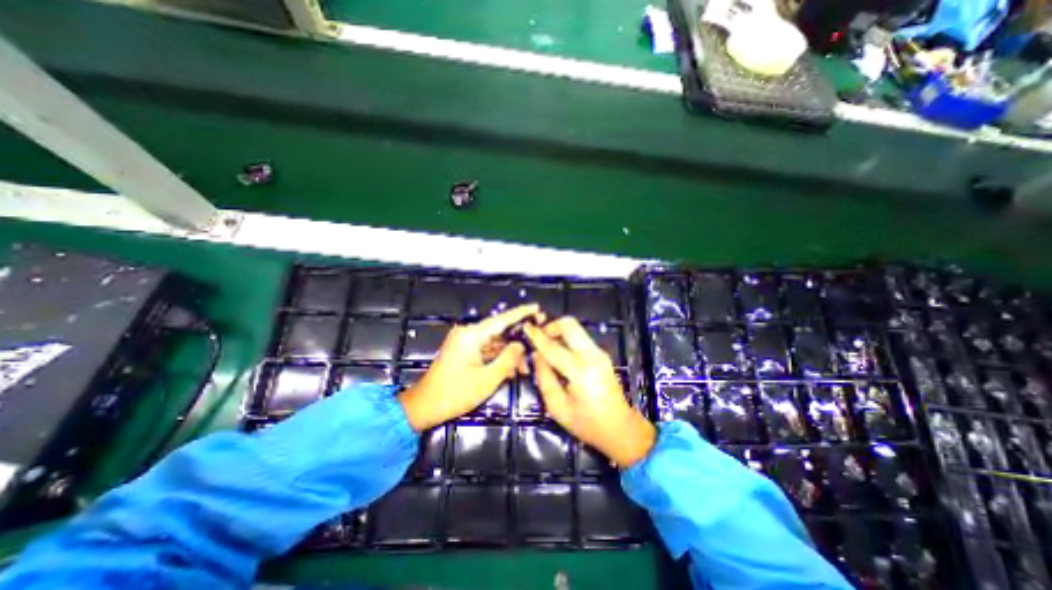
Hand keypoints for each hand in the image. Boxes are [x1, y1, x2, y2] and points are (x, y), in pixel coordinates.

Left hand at [396, 305, 541, 428]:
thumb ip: (507, 359)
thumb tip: (521, 345)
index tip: (537, 308)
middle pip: (499, 331)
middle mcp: (468, 334)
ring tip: (527, 367)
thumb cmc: (454, 393)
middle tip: (538, 343)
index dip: (521, 313)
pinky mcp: (463, 352)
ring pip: (494, 343)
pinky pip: (486, 350)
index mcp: (472, 335)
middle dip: (518, 340)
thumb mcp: (487, 379)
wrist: (424, 406)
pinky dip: (498, 358)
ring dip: (509, 353)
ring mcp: (465, 343)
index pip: (502, 319)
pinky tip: (512, 369)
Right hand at [522, 319, 654, 468]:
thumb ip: (544, 378)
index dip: (536, 336)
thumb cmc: (587, 423)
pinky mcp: (601, 354)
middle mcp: (592, 355)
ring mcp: (599, 353)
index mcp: (580, 371)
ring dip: (559, 333)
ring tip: (546, 347)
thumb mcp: (557, 407)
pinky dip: (567, 339)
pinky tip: (559, 354)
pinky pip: (580, 338)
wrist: (620, 428)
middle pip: (569, 325)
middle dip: (551, 326)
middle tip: (539, 337)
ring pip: (575, 329)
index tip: (525, 327)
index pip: (553, 347)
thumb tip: (536, 356)